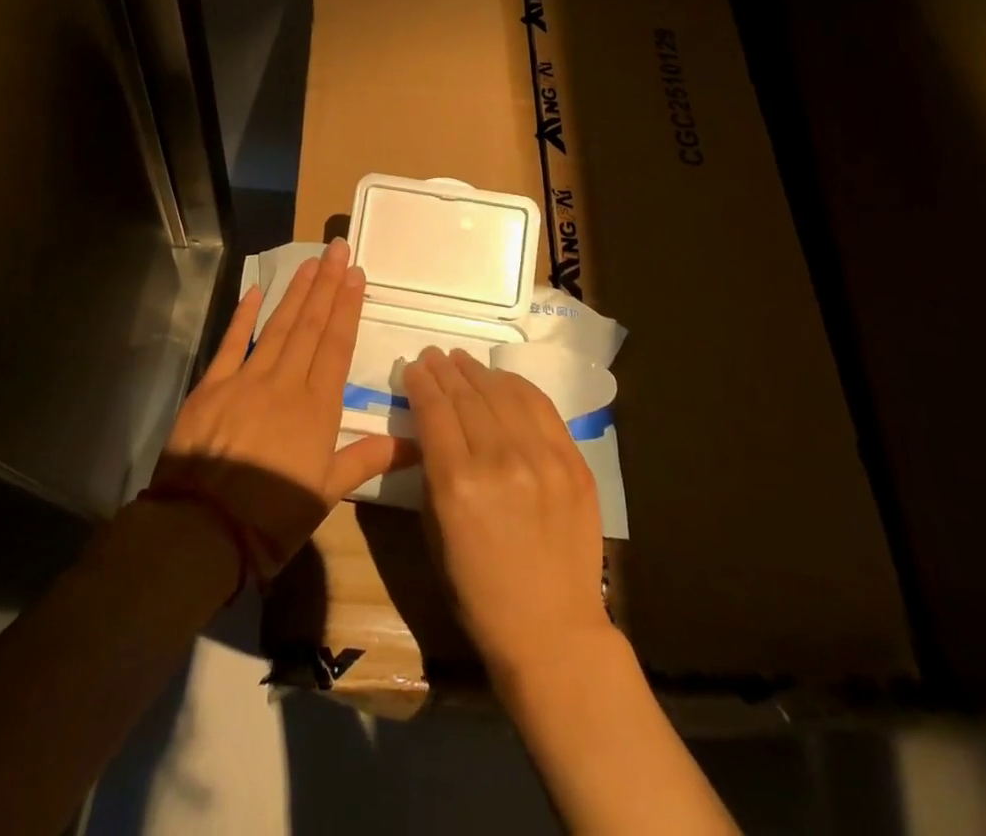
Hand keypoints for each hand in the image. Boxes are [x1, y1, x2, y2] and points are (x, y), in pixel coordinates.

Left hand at [159, 239, 411, 575]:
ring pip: (277, 326)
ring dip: (295, 292)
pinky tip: (256, 291)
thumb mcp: (325, 494)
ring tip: (310, 261)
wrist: (202, 529)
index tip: (356, 274)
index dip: (347, 307)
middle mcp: (285, 382)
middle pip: (310, 325)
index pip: (336, 345)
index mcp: (316, 407)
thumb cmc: (272, 518)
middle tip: (337, 249)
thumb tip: (416, 444)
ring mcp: (246, 379)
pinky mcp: (212, 385)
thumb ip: (366, 459)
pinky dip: (244, 316)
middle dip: (326, 285)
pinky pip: (231, 343)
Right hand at [402, 346, 604, 674]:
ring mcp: (542, 458)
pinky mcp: (573, 462)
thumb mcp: (436, 531)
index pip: (434, 410)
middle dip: (445, 370)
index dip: (420, 383)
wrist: (553, 631)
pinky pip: (541, 407)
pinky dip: (516, 386)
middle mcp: (499, 460)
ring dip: (478, 371)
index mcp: (457, 483)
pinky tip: (501, 379)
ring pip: (503, 393)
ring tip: (462, 360)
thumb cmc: (478, 591)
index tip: (412, 367)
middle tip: (433, 355)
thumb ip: (432, 471)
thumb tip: (429, 424)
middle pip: (466, 395)